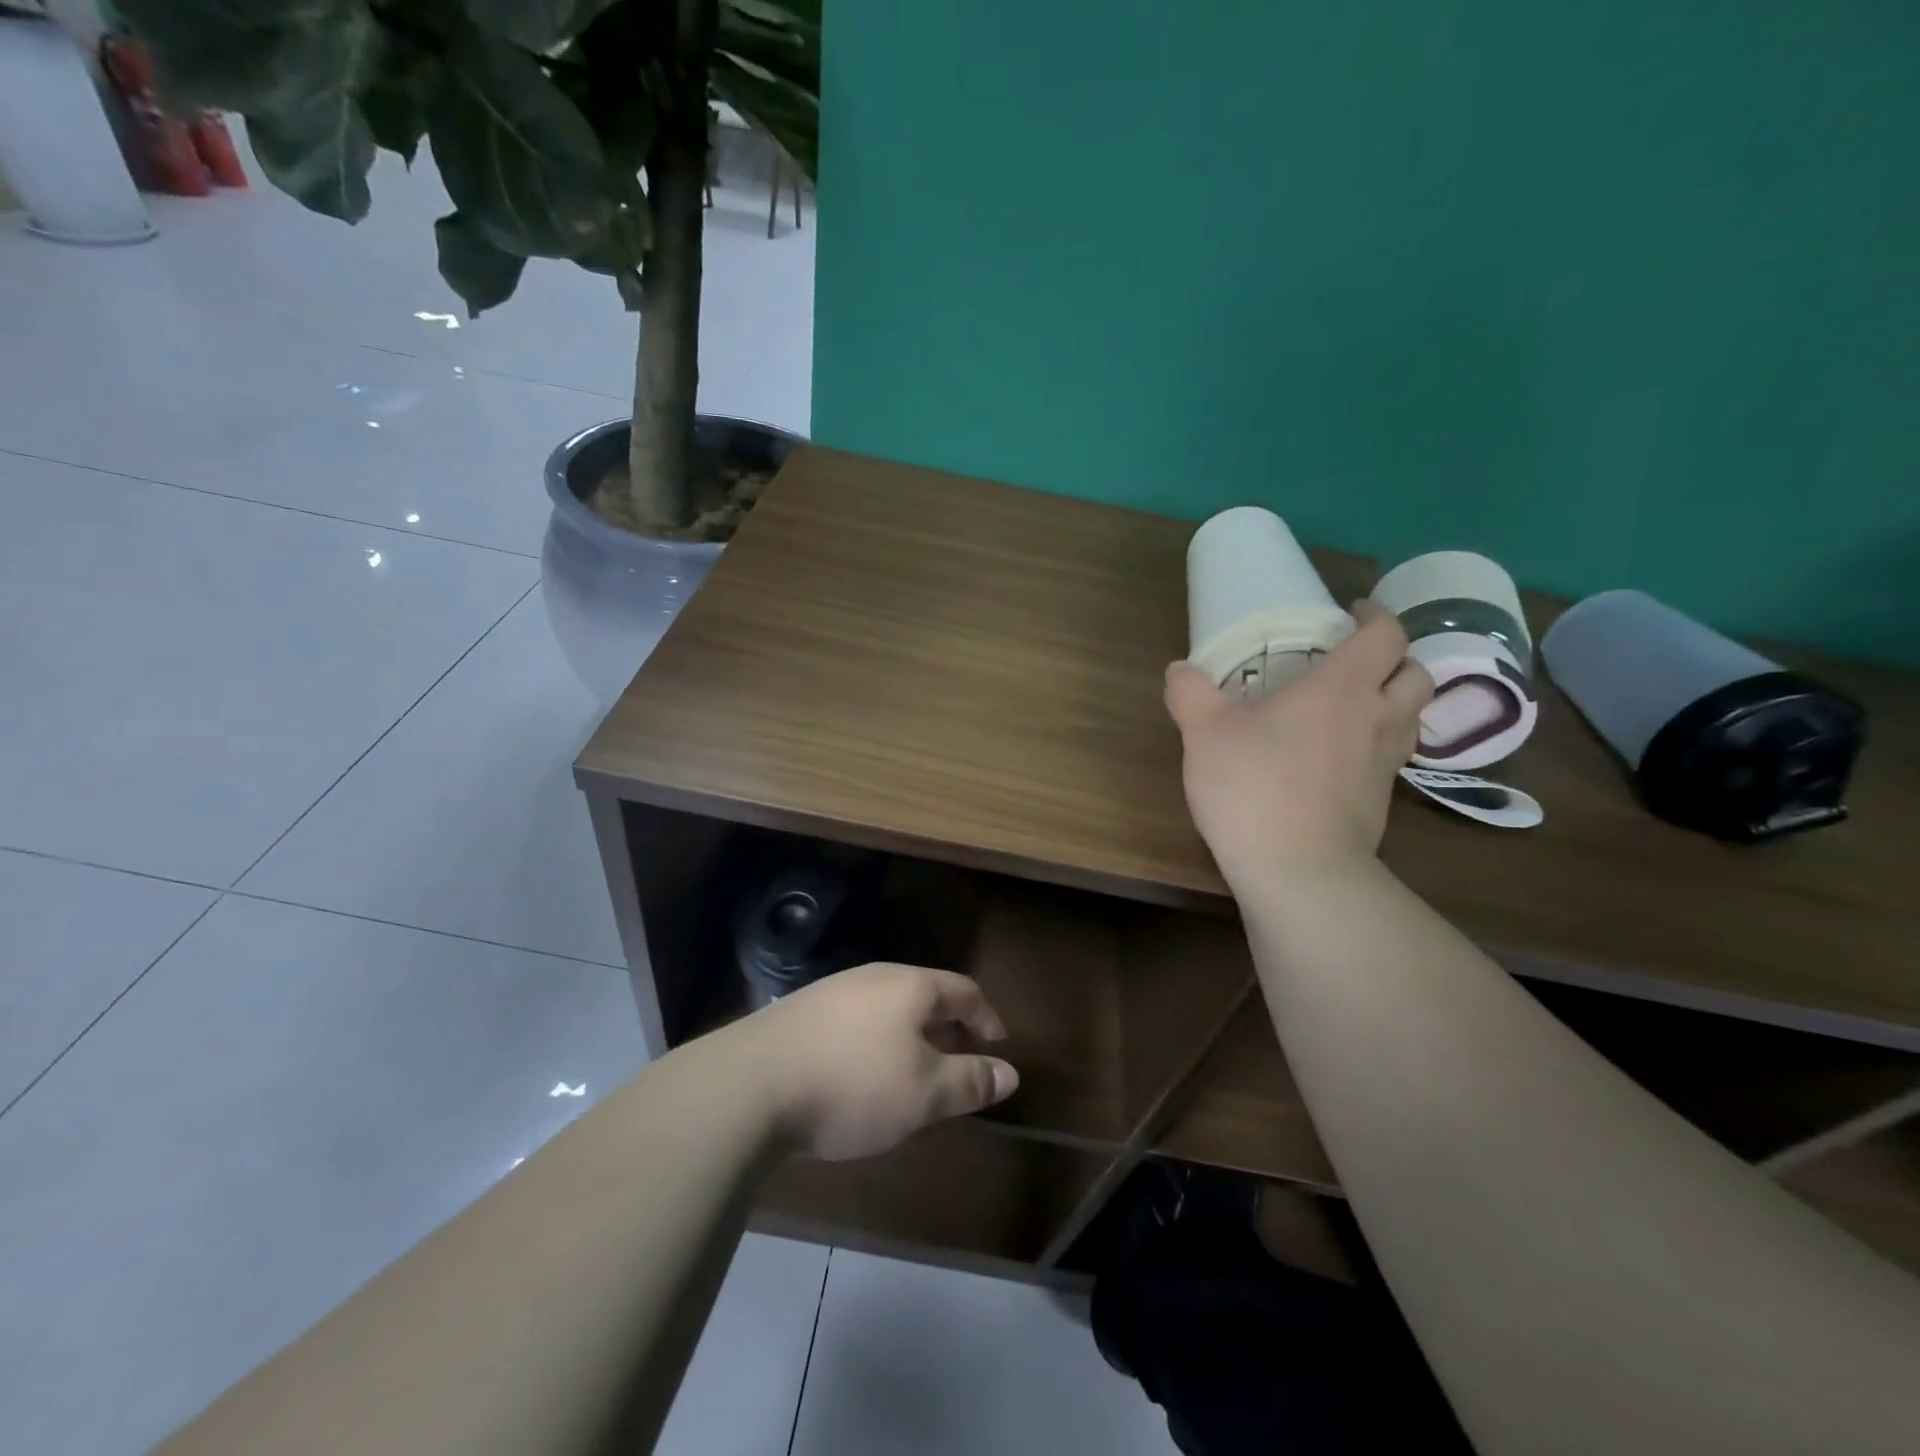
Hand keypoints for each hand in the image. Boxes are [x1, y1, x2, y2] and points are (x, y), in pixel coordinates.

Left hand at [726, 963, 1019, 1160]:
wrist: (750, 1084)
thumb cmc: (854, 1084)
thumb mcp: (924, 1093)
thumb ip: (970, 1081)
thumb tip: (1011, 1074)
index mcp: (910, 986)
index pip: (964, 990)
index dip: (986, 1017)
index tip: (997, 1046)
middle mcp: (873, 977)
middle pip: (924, 994)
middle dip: (948, 1027)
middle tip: (959, 1061)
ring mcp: (832, 991)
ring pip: (887, 1007)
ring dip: (910, 1035)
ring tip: (913, 1072)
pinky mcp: (800, 1013)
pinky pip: (854, 1020)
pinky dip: (875, 1042)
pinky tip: (861, 1074)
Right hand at [1164, 600, 1432, 884]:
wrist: (1297, 869)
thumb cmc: (1254, 785)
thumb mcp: (1204, 732)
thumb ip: (1190, 692)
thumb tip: (1180, 669)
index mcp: (1342, 687)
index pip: (1384, 634)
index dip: (1375, 616)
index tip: (1353, 611)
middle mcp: (1377, 718)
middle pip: (1416, 673)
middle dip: (1395, 659)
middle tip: (1358, 662)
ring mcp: (1385, 764)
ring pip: (1411, 718)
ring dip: (1393, 702)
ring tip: (1352, 707)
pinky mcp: (1380, 803)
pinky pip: (1391, 758)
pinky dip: (1375, 745)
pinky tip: (1337, 758)